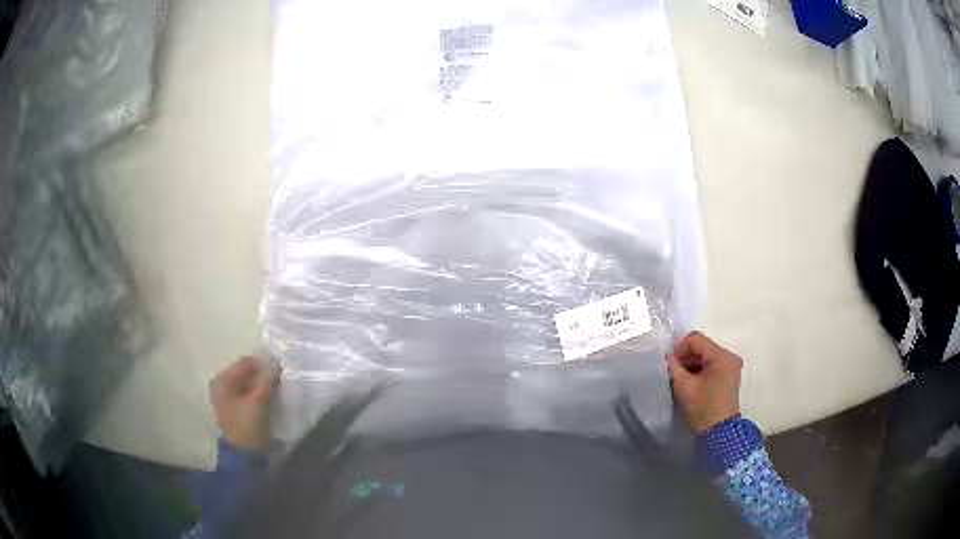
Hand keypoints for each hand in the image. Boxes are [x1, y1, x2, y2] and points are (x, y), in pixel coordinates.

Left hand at [210, 356, 278, 449]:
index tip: (279, 371)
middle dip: (262, 375)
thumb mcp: (259, 402)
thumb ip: (267, 381)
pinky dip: (258, 394)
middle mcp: (221, 386)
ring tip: (275, 391)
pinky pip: (247, 394)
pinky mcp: (234, 409)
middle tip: (278, 381)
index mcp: (222, 381)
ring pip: (248, 384)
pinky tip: (269, 399)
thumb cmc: (248, 427)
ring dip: (261, 385)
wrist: (245, 457)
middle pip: (245, 373)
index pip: (245, 363)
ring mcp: (227, 398)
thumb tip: (275, 364)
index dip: (263, 364)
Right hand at [667, 331, 742, 434]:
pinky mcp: (729, 376)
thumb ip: (674, 367)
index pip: (695, 339)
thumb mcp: (684, 387)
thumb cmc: (703, 408)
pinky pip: (711, 365)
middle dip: (685, 358)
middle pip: (702, 347)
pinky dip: (699, 371)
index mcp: (721, 356)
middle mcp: (729, 356)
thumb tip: (668, 357)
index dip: (679, 348)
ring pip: (706, 356)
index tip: (670, 365)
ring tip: (681, 380)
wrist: (720, 433)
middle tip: (673, 373)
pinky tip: (691, 384)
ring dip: (691, 365)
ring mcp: (731, 367)